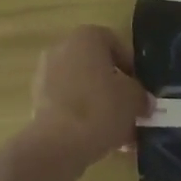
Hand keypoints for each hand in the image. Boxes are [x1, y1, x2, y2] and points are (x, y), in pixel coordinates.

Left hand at [27, 25, 151, 165]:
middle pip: (96, 66)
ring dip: (100, 105)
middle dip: (115, 88)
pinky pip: (68, 103)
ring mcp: (46, 73)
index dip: (131, 66)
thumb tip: (142, 101)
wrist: (58, 143)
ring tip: (118, 132)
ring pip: (82, 87)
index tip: (140, 88)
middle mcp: (62, 48)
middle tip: (130, 110)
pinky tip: (99, 139)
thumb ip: (141, 95)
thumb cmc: (100, 108)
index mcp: (86, 37)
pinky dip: (82, 116)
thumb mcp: (134, 99)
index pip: (114, 43)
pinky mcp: (38, 100)